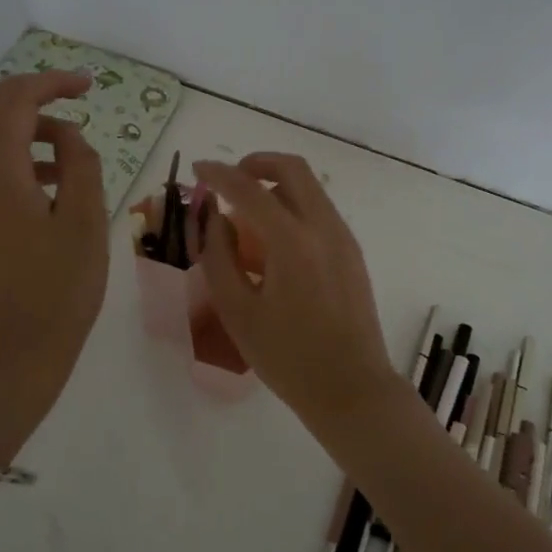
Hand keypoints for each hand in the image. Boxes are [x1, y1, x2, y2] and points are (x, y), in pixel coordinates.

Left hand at [0, 69, 108, 413]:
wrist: (10, 357)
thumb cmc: (58, 291)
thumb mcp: (86, 223)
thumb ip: (80, 165)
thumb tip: (69, 136)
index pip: (16, 101)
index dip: (52, 82)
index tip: (89, 86)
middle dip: (25, 91)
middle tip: (68, 98)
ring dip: (18, 124)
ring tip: (68, 147)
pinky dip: (10, 154)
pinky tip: (48, 181)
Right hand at [194, 153, 398, 436]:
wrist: (351, 388)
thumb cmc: (288, 357)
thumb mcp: (238, 311)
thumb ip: (219, 257)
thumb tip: (214, 218)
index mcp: (292, 241)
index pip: (249, 189)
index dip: (219, 174)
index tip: (199, 168)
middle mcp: (323, 227)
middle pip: (293, 168)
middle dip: (257, 163)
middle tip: (230, 181)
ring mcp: (343, 237)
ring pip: (309, 188)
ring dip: (276, 186)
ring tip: (246, 216)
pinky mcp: (352, 252)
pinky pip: (319, 211)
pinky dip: (293, 207)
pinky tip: (273, 242)